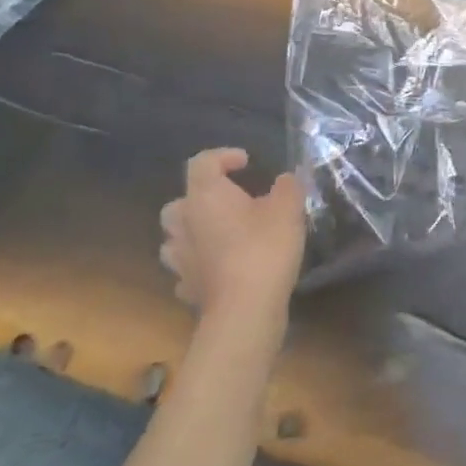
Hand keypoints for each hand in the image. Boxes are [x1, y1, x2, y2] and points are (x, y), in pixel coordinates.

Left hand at [160, 150, 307, 320]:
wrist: (245, 309)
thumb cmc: (264, 247)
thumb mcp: (288, 208)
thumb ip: (287, 186)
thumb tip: (285, 179)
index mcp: (205, 196)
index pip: (202, 162)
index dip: (223, 156)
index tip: (247, 163)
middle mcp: (184, 223)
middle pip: (181, 200)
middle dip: (203, 197)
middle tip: (231, 201)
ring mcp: (180, 258)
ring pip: (177, 235)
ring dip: (196, 230)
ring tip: (223, 234)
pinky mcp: (186, 287)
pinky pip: (187, 266)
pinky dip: (201, 261)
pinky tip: (221, 266)